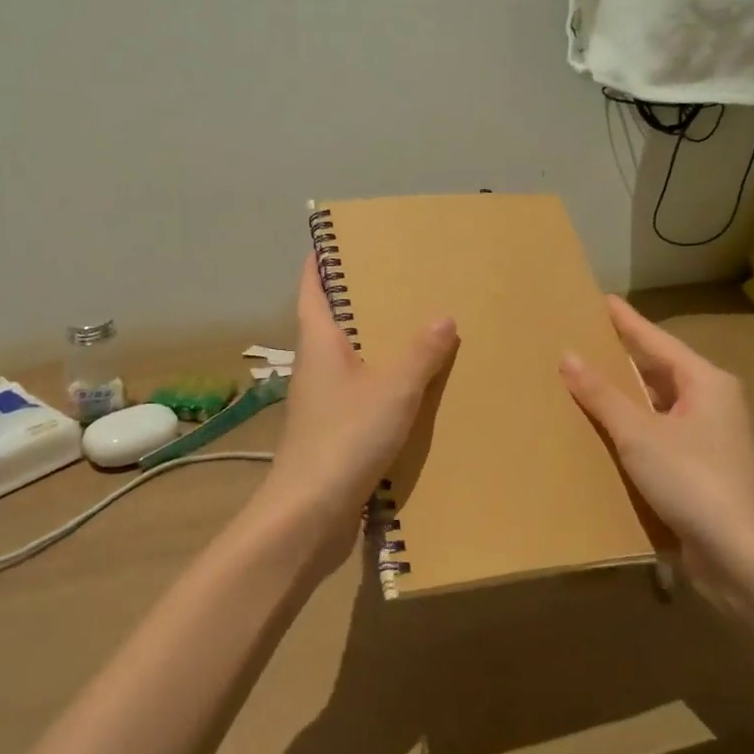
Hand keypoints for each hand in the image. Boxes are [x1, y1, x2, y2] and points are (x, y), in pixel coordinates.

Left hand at [262, 255, 457, 574]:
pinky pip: (361, 394)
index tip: (337, 239)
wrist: (310, 514)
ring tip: (417, 328)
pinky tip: (415, 389)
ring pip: (349, 360)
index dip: (320, 261)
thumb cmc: (345, 437)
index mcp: (319, 342)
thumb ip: (420, 353)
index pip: (312, 288)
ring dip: (375, 344)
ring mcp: (322, 402)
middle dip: (359, 300)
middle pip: (332, 321)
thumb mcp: (393, 389)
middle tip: (400, 279)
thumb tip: (443, 316)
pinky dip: (383, 384)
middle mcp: (316, 366)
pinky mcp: (334, 433)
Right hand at [560, 297, 753, 614]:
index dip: (627, 321)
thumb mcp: (640, 434)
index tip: (601, 299)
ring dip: (623, 395)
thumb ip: (603, 395)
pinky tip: (601, 430)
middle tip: (581, 337)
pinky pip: (656, 434)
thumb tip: (568, 356)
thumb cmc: (694, 480)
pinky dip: (629, 428)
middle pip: (658, 369)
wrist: (743, 557)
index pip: (656, 340)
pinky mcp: (697, 470)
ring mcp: (706, 438)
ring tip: (582, 379)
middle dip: (621, 356)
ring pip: (656, 404)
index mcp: (705, 382)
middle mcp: (710, 402)